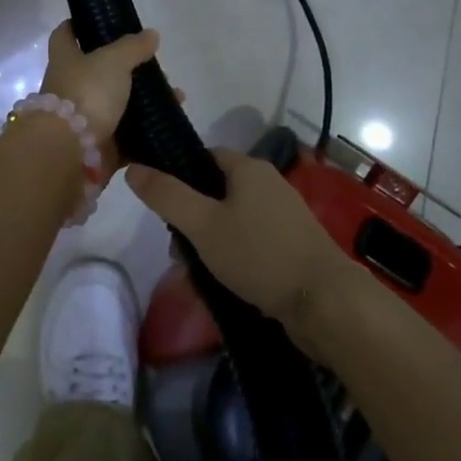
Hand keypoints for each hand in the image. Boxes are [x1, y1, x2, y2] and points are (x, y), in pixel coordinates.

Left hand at [37, 21, 159, 175]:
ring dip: (144, 101)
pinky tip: (170, 122)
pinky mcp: (100, 147)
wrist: (70, 152)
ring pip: (118, 104)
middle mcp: (71, 88)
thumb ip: (132, 47)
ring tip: (174, 95)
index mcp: (66, 61)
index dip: (77, 25)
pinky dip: (148, 131)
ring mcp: (84, 119)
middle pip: (98, 72)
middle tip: (156, 66)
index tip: (99, 21)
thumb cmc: (86, 94)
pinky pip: (128, 136)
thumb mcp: (113, 60)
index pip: (65, 35)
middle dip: (127, 68)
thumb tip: (151, 34)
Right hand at [126, 148, 345, 326]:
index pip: (203, 157)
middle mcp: (269, 183)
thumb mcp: (202, 224)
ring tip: (195, 274)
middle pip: (215, 191)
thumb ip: (166, 196)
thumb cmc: (259, 254)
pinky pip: (251, 242)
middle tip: (176, 250)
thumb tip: (133, 167)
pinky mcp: (294, 244)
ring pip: (232, 220)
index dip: (178, 177)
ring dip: (209, 243)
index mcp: (248, 168)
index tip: (162, 207)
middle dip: (191, 219)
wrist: (326, 303)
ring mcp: (284, 215)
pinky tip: (223, 283)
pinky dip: (233, 257)